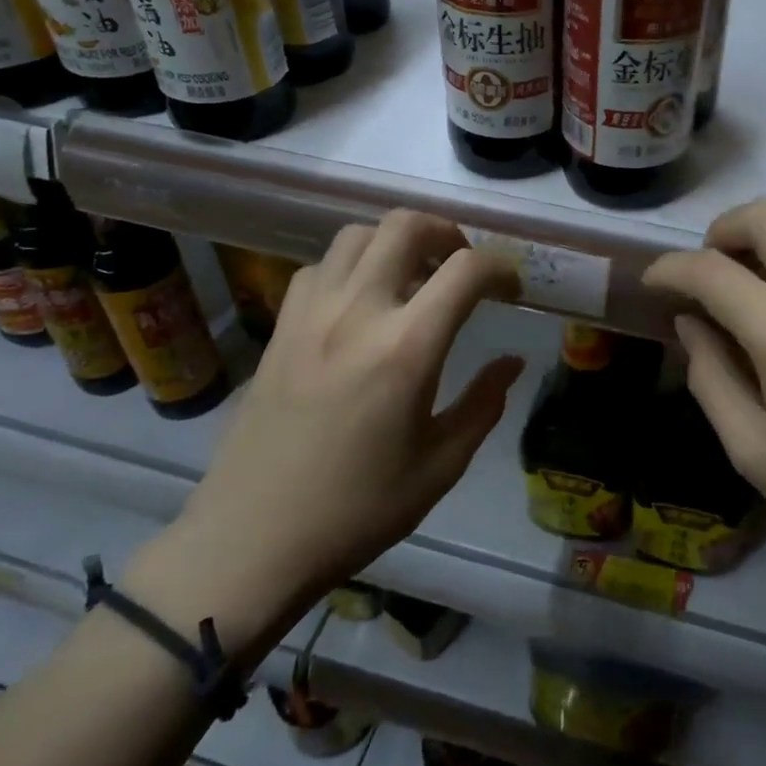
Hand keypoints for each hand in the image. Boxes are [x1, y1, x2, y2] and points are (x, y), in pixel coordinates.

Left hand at [131, 212, 522, 666]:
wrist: (253, 539)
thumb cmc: (358, 509)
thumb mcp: (440, 465)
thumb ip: (484, 404)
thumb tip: (512, 362)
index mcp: (407, 348)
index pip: (466, 270)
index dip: (500, 267)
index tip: (511, 289)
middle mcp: (358, 312)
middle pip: (405, 225)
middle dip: (446, 233)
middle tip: (461, 266)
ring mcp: (311, 314)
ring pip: (357, 235)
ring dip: (394, 242)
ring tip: (412, 277)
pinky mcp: (281, 327)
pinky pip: (320, 267)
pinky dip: (351, 266)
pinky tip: (360, 303)